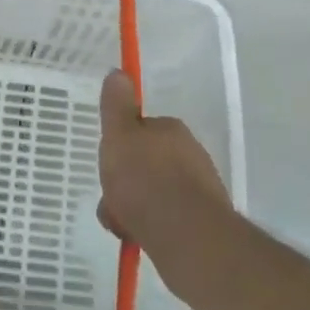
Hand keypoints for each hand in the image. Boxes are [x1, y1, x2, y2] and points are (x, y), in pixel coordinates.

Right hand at [97, 69, 233, 293]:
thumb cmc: (145, 179)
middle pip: (145, 164)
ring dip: (132, 208)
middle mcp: (190, 154)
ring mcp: (199, 189)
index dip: (120, 147)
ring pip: (153, 194)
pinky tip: (136, 237)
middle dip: (124, 182)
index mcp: (171, 130)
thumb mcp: (119, 135)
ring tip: (120, 223)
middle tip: (110, 198)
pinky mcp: (201, 221)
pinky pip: (165, 220)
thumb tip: (118, 72)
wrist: (185, 234)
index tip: (108, 163)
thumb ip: (116, 106)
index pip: (140, 131)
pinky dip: (148, 227)